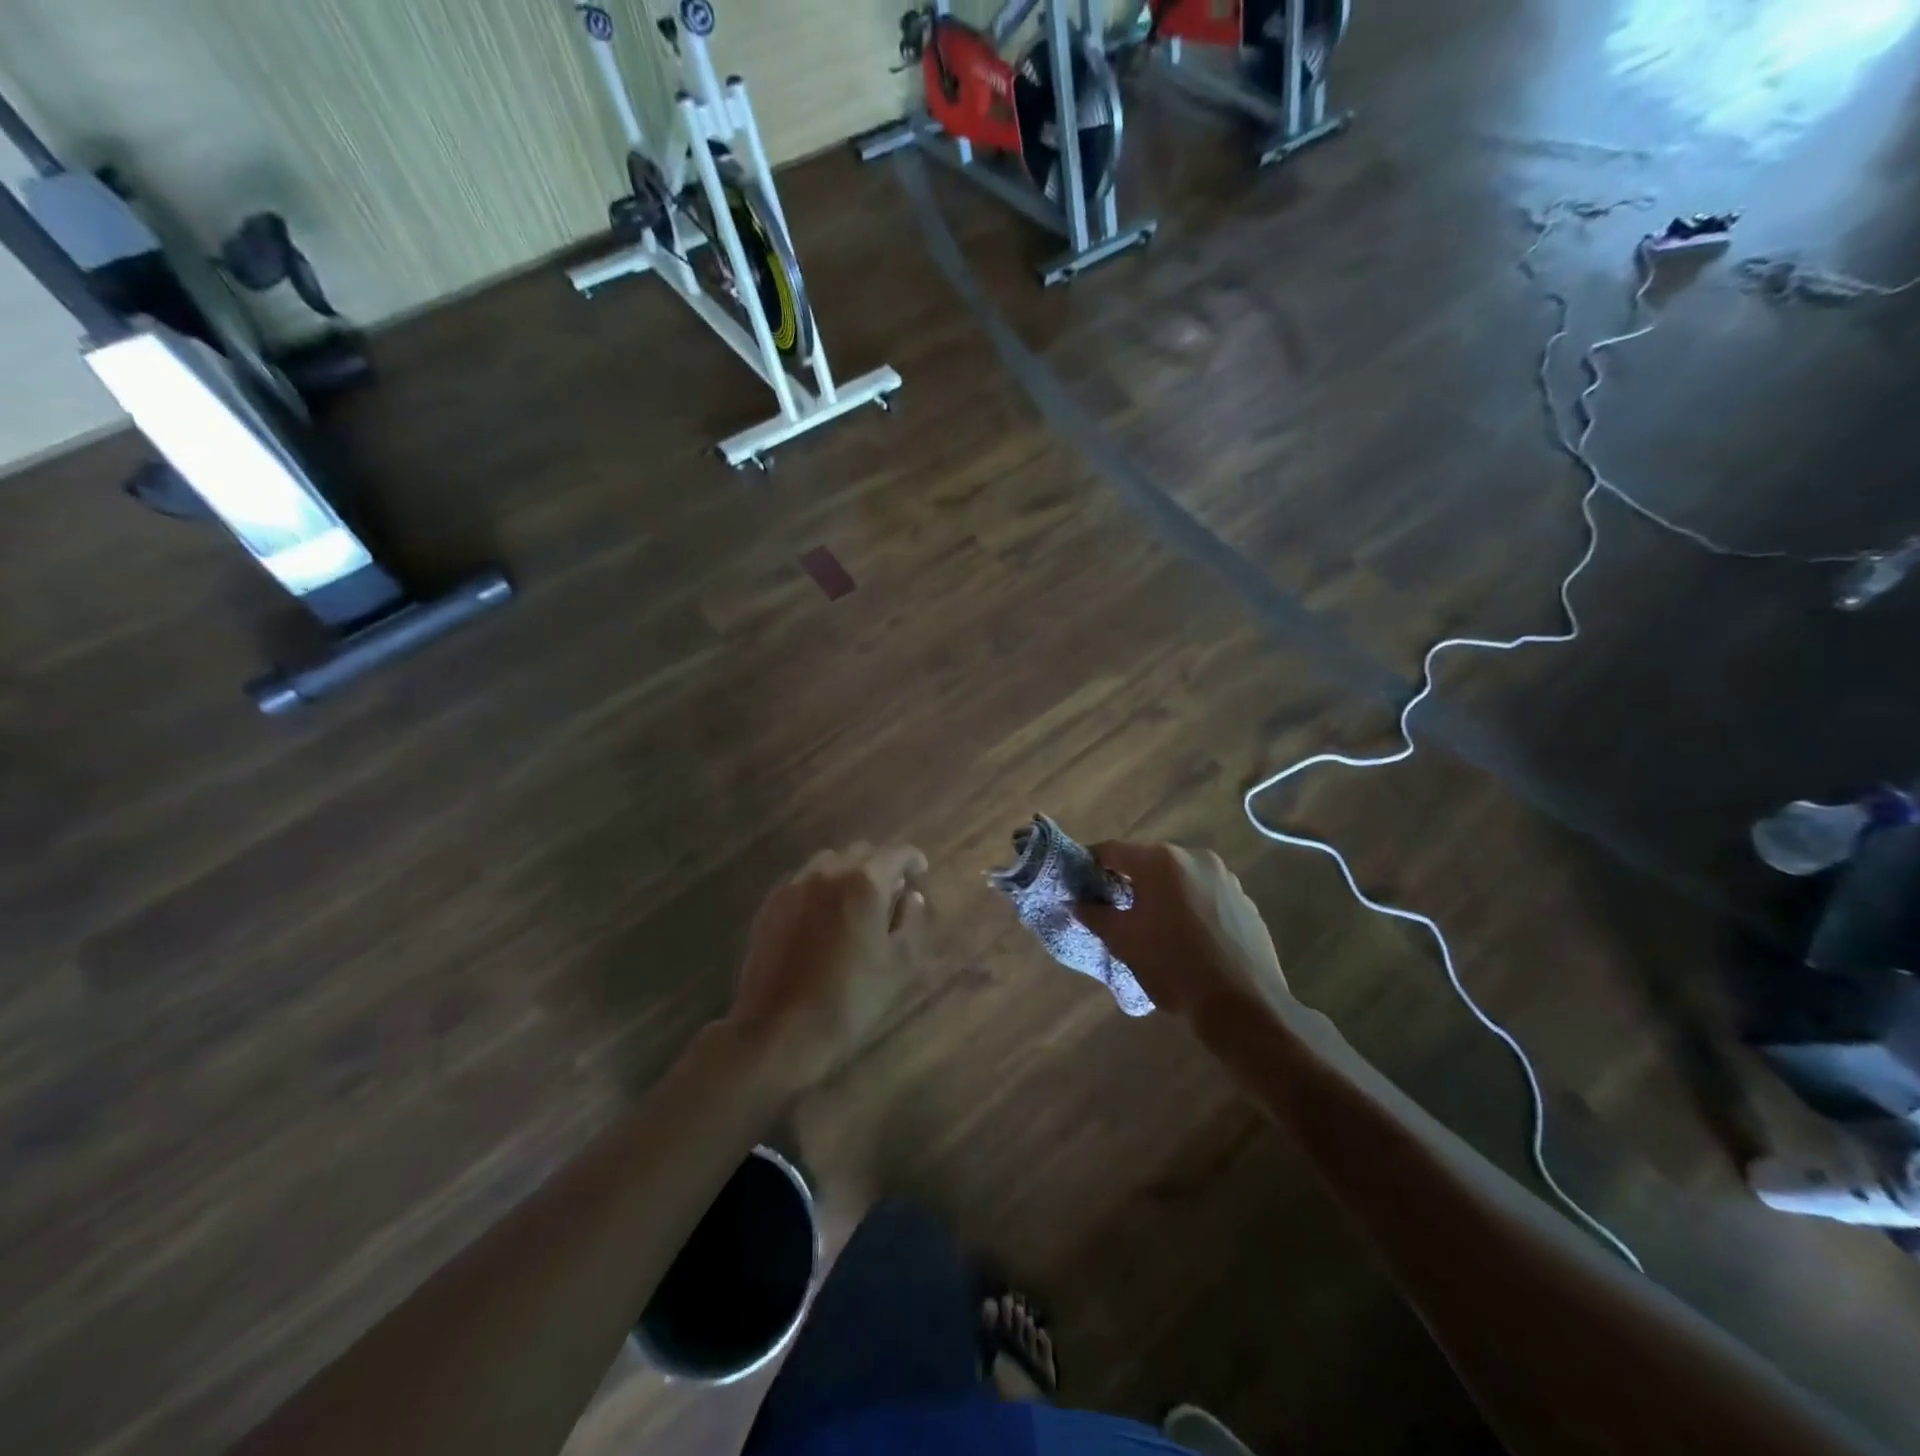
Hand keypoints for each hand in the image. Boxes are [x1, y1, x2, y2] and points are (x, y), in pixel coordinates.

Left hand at [729, 842, 929, 1089]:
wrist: (779, 1029)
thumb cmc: (851, 998)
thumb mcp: (899, 964)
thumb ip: (912, 921)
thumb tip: (911, 896)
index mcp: (865, 882)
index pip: (897, 853)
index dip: (913, 859)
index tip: (920, 871)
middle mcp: (828, 872)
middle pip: (861, 852)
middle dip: (880, 865)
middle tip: (890, 891)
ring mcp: (794, 885)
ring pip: (828, 862)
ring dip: (847, 873)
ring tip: (854, 902)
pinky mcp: (771, 904)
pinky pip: (803, 881)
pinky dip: (820, 888)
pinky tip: (822, 917)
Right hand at [1071, 841, 1287, 1020]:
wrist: (1243, 1006)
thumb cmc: (1173, 966)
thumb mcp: (1123, 941)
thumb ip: (1095, 915)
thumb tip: (1077, 902)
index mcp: (1160, 861)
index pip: (1113, 850)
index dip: (1092, 864)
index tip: (1081, 883)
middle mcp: (1195, 858)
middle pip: (1149, 862)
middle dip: (1130, 881)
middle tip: (1115, 909)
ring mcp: (1226, 879)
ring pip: (1180, 879)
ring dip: (1163, 895)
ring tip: (1154, 927)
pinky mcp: (1245, 902)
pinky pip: (1206, 896)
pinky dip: (1191, 908)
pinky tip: (1189, 939)